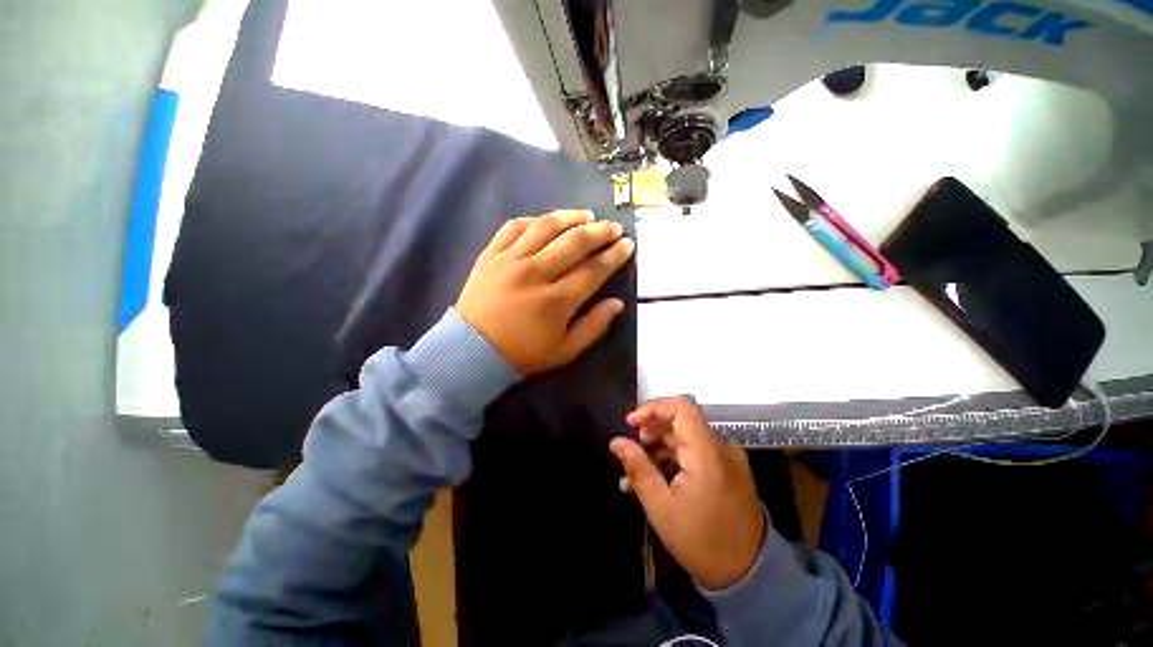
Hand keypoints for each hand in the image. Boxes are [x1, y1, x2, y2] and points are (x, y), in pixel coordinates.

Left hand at [456, 210, 633, 374]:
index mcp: (556, 301)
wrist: (472, 350)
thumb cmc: (523, 354)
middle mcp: (536, 273)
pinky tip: (547, 220)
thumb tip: (617, 303)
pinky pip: (513, 227)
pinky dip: (534, 219)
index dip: (614, 256)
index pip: (593, 270)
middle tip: (613, 228)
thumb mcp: (565, 351)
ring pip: (545, 227)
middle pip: (574, 242)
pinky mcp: (491, 255)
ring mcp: (510, 260)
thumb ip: (594, 326)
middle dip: (599, 232)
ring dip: (570, 217)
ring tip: (587, 215)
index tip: (627, 245)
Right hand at [610, 397, 767, 590]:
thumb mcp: (661, 507)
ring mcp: (726, 459)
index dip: (652, 408)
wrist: (749, 576)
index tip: (630, 423)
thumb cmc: (702, 542)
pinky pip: (695, 455)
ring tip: (634, 475)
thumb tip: (616, 441)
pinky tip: (654, 481)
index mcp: (707, 453)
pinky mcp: (727, 471)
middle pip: (680, 424)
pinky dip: (673, 462)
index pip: (681, 407)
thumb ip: (637, 468)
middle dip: (650, 433)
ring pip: (685, 440)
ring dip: (658, 451)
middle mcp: (720, 448)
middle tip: (631, 454)